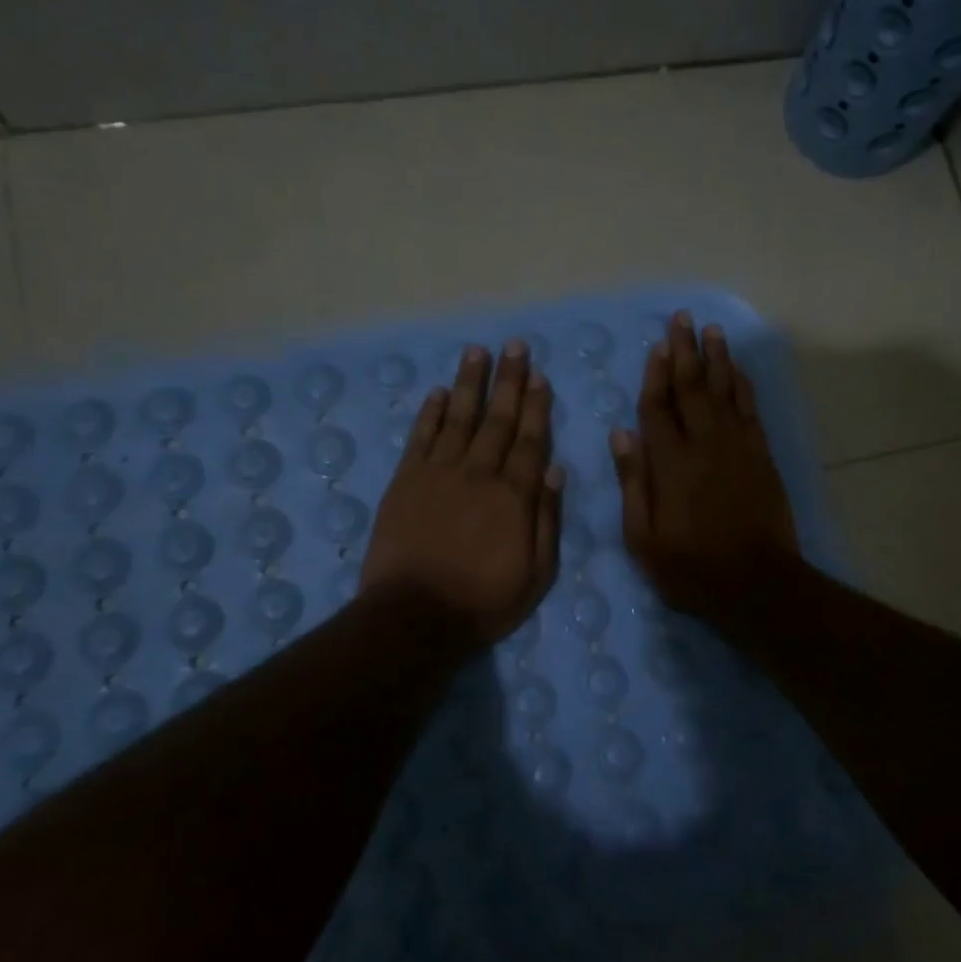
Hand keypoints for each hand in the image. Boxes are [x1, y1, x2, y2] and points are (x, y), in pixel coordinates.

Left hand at [361, 340, 562, 642]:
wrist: (415, 616)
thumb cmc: (484, 601)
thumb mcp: (536, 573)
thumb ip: (547, 519)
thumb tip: (555, 469)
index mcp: (514, 496)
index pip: (529, 440)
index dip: (535, 406)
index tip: (539, 375)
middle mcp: (478, 474)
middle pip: (496, 419)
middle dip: (508, 381)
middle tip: (514, 345)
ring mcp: (438, 474)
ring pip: (459, 418)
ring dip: (470, 383)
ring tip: (477, 351)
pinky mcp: (405, 482)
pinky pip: (421, 438)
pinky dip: (431, 413)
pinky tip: (439, 392)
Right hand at [611, 311, 799, 618]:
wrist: (757, 583)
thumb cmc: (691, 567)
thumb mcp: (643, 538)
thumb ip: (633, 482)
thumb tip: (621, 435)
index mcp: (670, 463)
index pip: (658, 408)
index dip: (655, 375)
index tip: (656, 346)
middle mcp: (704, 443)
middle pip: (692, 387)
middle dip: (685, 351)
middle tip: (683, 319)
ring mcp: (737, 447)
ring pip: (725, 390)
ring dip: (717, 358)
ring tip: (712, 331)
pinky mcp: (761, 455)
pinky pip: (750, 409)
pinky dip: (743, 385)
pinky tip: (738, 369)